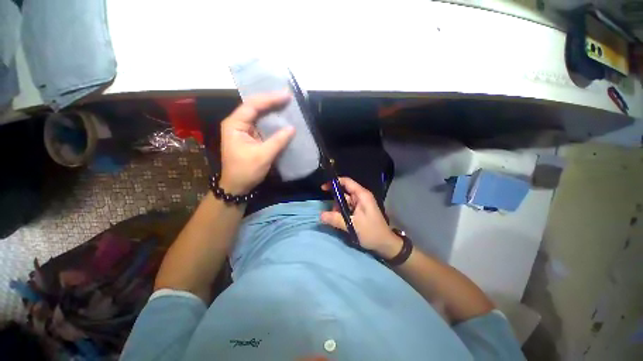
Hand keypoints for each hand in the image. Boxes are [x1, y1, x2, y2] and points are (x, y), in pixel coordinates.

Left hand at [219, 92, 294, 193]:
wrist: (237, 186)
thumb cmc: (246, 171)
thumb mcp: (263, 156)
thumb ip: (278, 141)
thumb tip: (292, 128)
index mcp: (235, 125)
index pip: (252, 105)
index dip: (270, 99)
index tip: (286, 95)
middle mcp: (237, 123)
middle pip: (254, 106)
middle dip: (271, 100)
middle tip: (288, 96)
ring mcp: (243, 129)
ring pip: (258, 114)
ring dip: (272, 108)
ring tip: (286, 102)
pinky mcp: (250, 136)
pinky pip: (262, 124)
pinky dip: (272, 120)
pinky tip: (281, 117)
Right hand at [320, 177, 402, 258]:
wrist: (385, 244)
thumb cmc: (371, 232)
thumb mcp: (352, 225)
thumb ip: (335, 219)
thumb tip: (320, 215)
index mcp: (362, 195)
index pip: (346, 182)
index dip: (334, 182)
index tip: (323, 188)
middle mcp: (361, 197)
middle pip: (343, 192)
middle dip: (335, 200)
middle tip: (330, 211)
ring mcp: (360, 203)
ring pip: (344, 201)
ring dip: (338, 209)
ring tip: (337, 220)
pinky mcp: (359, 210)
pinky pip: (347, 207)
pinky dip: (341, 212)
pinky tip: (340, 221)